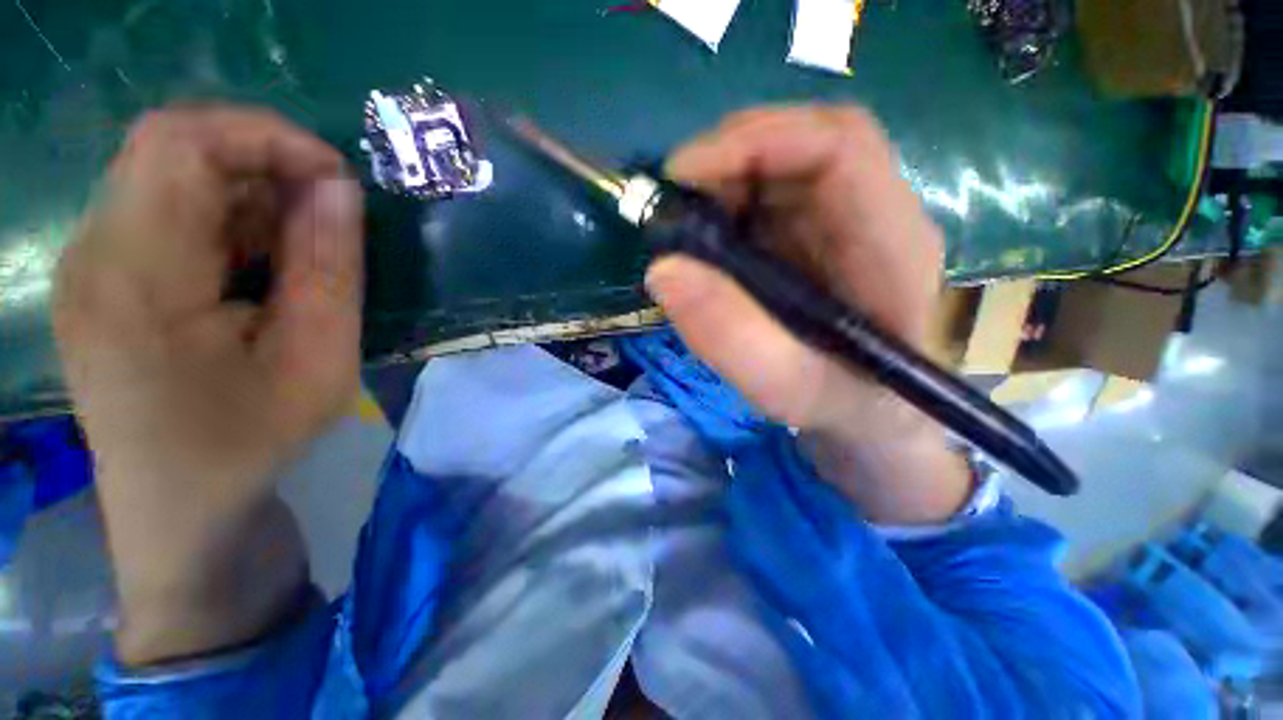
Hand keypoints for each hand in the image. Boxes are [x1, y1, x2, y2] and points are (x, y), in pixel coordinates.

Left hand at [54, 106, 362, 662]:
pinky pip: (162, 211)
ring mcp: (88, 266)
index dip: (264, 136)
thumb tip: (340, 189)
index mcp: (135, 280)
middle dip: (260, 159)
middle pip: (168, 147)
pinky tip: (256, 264)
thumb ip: (329, 269)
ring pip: (166, 175)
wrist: (178, 514)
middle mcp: (92, 255)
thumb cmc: (249, 446)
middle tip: (326, 210)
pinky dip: (222, 217)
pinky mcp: (99, 279)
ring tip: (298, 246)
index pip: (180, 142)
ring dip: (244, 192)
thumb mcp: (318, 363)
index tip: (336, 179)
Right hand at [647, 106, 969, 523]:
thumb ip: (731, 339)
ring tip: (685, 231)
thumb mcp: (788, 390)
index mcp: (890, 244)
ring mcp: (843, 222)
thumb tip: (662, 270)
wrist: (872, 419)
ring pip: (780, 166)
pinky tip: (707, 245)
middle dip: (728, 161)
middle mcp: (872, 216)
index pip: (839, 144)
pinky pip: (767, 198)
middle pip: (804, 143)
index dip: (757, 140)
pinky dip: (725, 209)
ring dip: (722, 184)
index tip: (684, 175)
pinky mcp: (816, 236)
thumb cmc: (845, 407)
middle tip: (674, 207)